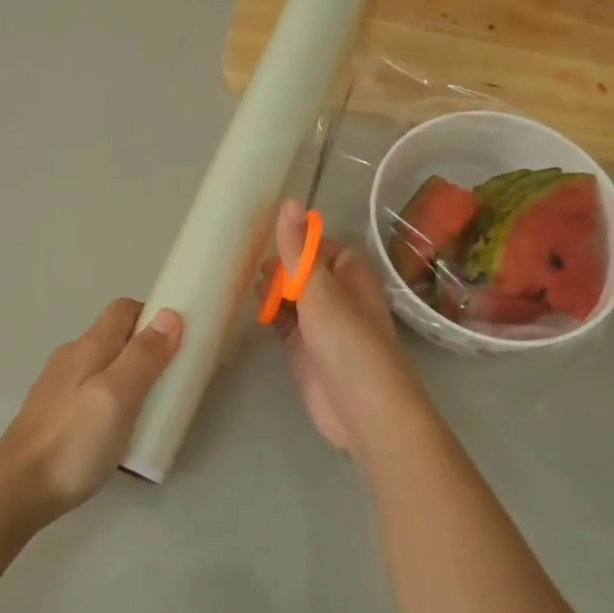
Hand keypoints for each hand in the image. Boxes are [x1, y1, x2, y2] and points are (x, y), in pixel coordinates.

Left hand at [0, 299, 182, 527]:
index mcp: (88, 346)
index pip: (124, 310)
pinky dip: (115, 401)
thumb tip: (170, 314)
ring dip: (133, 379)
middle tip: (172, 383)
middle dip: (148, 351)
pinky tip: (121, 431)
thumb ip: (143, 356)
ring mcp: (60, 387)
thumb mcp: (117, 396)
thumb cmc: (73, 442)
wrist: (17, 490)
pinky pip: (94, 394)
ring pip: (105, 368)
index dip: (154, 317)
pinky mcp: (56, 414)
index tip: (179, 344)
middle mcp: (71, 358)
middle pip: (116, 338)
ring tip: (152, 411)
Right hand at [260, 200, 418, 454]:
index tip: (270, 240)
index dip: (300, 243)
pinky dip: (270, 315)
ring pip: (293, 298)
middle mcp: (338, 298)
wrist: (363, 410)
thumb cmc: (348, 343)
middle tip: (255, 271)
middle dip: (281, 268)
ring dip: (273, 291)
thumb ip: (299, 251)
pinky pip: (285, 324)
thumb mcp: (320, 291)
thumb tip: (289, 202)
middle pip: (305, 272)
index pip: (324, 248)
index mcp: (352, 277)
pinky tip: (254, 311)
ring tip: (251, 289)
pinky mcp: (304, 351)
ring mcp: (321, 326)